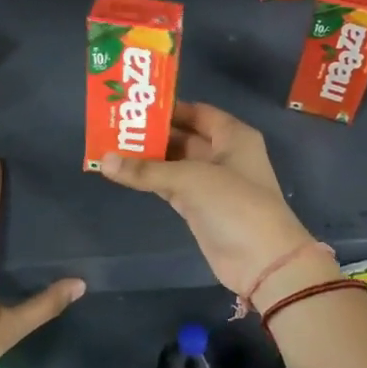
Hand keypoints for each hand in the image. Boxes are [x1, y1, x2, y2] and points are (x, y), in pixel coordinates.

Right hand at [99, 102, 333, 305]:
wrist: (262, 261)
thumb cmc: (235, 204)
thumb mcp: (190, 179)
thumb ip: (146, 170)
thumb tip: (104, 160)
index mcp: (232, 136)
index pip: (197, 112)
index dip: (168, 108)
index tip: (134, 106)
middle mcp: (222, 154)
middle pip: (182, 136)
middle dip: (152, 133)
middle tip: (114, 126)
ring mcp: (210, 183)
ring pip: (173, 163)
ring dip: (147, 158)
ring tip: (110, 147)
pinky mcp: (199, 208)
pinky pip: (170, 186)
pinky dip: (150, 181)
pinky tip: (123, 174)